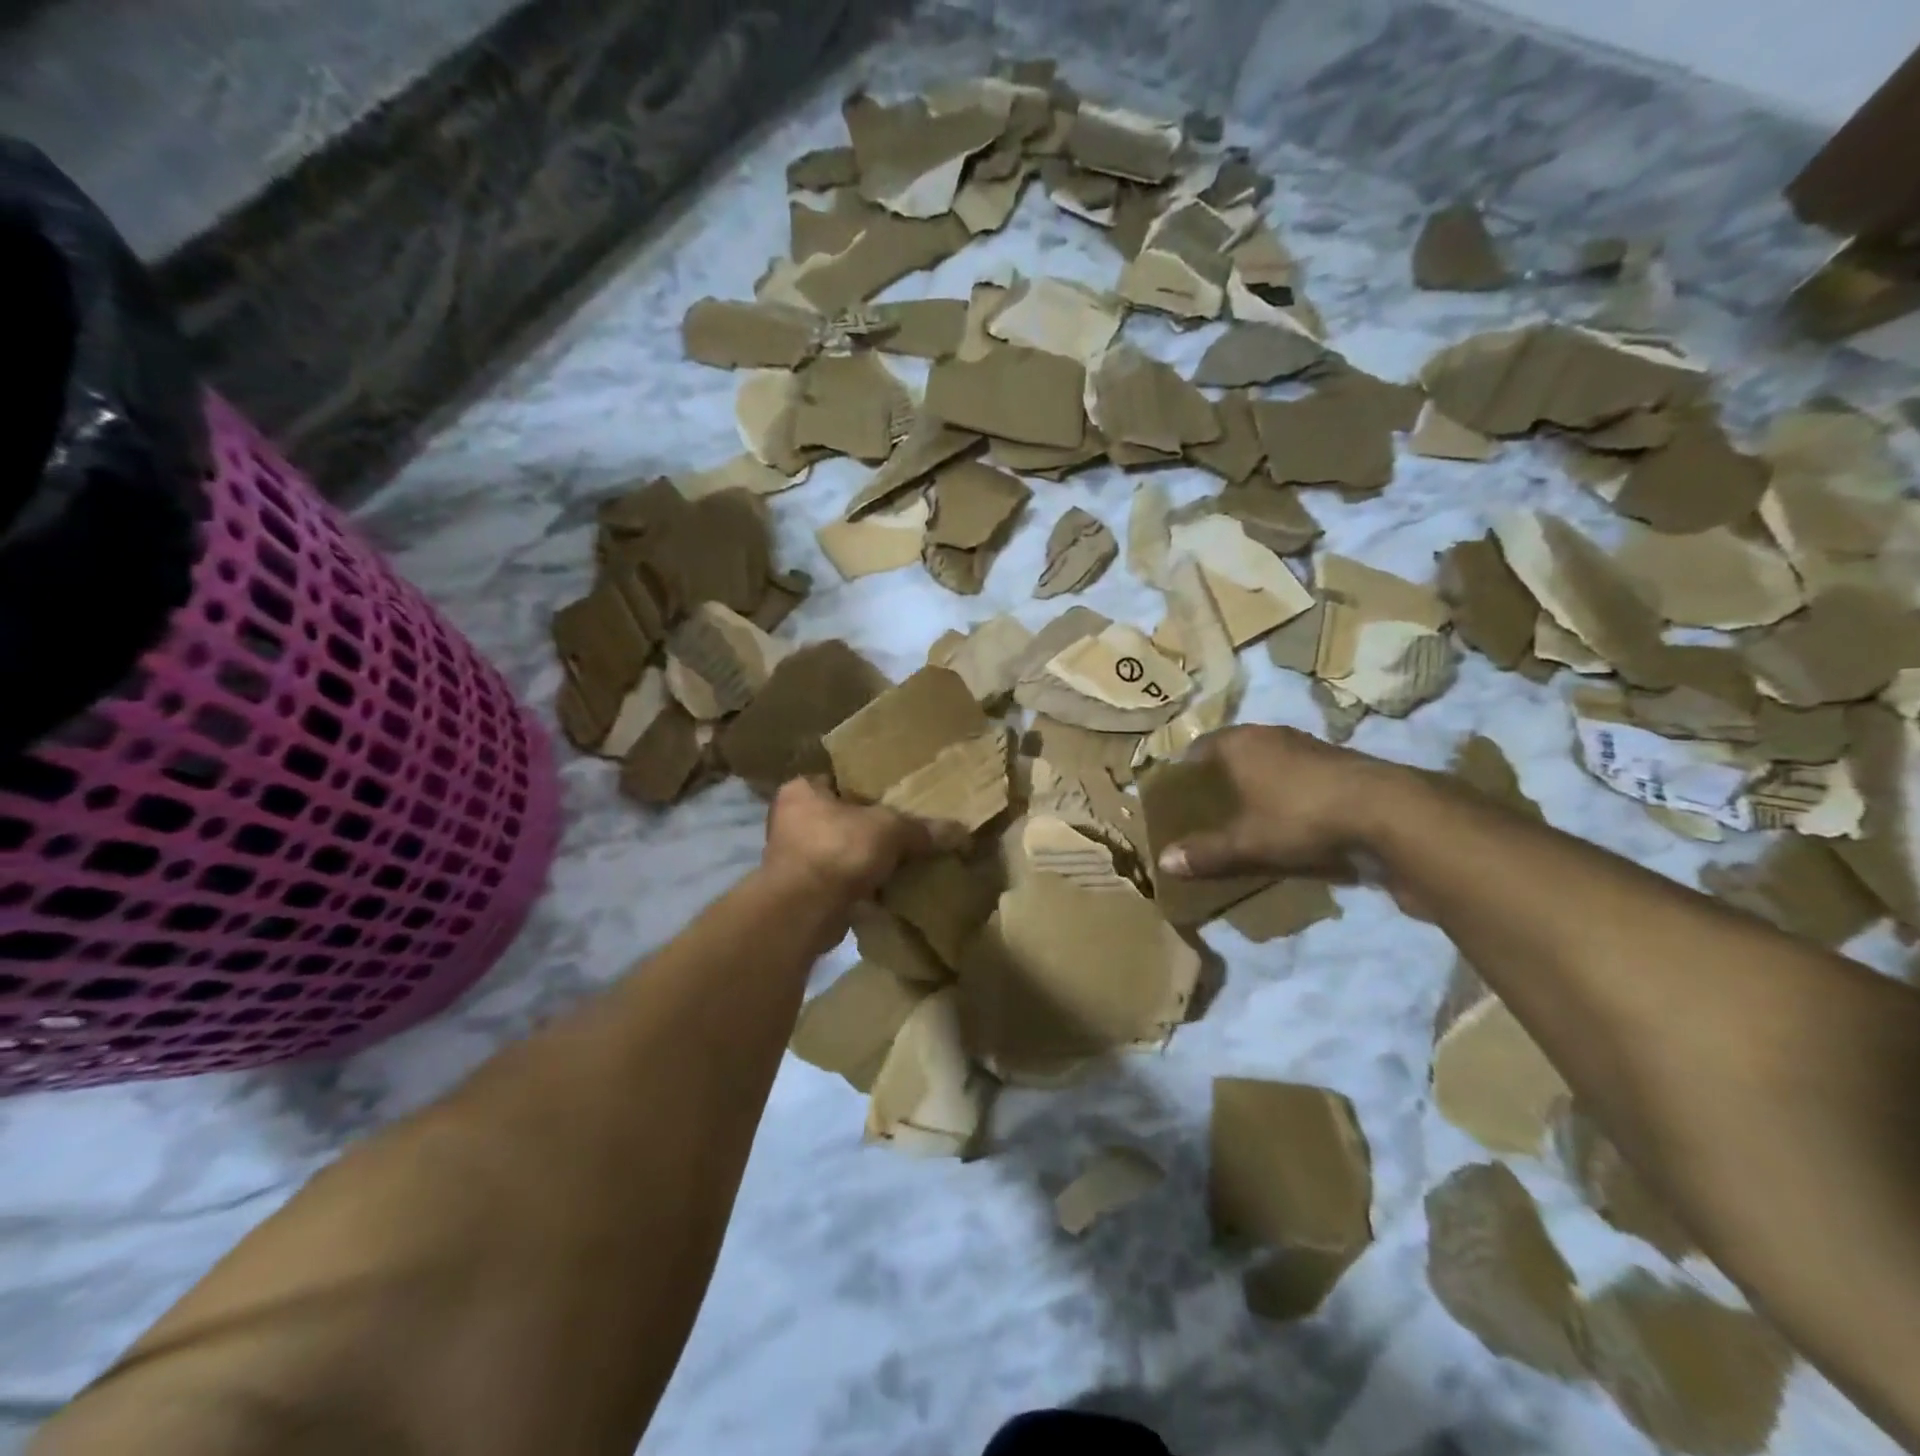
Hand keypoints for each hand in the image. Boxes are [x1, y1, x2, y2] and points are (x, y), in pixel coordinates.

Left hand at [762, 777, 954, 906]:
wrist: (803, 911)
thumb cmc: (838, 849)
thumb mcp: (890, 829)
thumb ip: (922, 828)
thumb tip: (960, 831)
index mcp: (802, 790)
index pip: (840, 779)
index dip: (869, 787)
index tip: (896, 796)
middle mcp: (791, 819)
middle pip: (842, 817)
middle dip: (870, 827)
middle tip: (906, 829)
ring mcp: (794, 858)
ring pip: (842, 851)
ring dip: (866, 859)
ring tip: (903, 859)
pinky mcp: (803, 892)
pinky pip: (841, 881)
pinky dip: (861, 885)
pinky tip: (890, 888)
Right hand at [1157, 725, 1402, 880]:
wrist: (1388, 813)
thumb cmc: (1300, 816)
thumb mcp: (1247, 842)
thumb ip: (1206, 852)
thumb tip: (1163, 863)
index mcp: (1240, 742)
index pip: (1199, 748)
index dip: (1185, 769)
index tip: (1176, 793)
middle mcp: (1271, 735)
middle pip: (1234, 753)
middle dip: (1220, 778)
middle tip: (1207, 807)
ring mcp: (1309, 746)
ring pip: (1269, 763)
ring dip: (1257, 784)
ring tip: (1245, 814)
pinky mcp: (1339, 765)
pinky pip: (1298, 776)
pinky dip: (1287, 793)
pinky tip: (1288, 819)